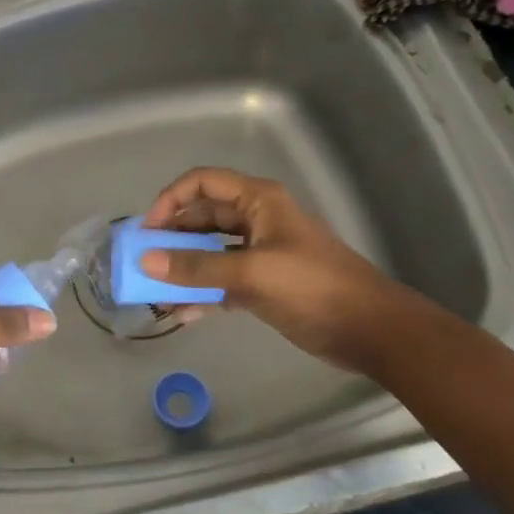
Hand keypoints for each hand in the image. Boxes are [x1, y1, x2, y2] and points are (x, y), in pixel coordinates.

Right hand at [141, 167, 407, 372]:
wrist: (370, 330)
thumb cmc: (313, 288)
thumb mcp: (251, 274)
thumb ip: (197, 267)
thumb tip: (146, 261)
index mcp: (258, 201)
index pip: (202, 183)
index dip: (171, 200)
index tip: (148, 231)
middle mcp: (255, 220)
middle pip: (202, 217)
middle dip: (171, 238)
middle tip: (143, 263)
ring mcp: (259, 252)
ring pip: (209, 251)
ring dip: (182, 268)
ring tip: (155, 292)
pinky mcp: (262, 283)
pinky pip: (220, 280)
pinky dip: (201, 292)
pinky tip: (182, 313)